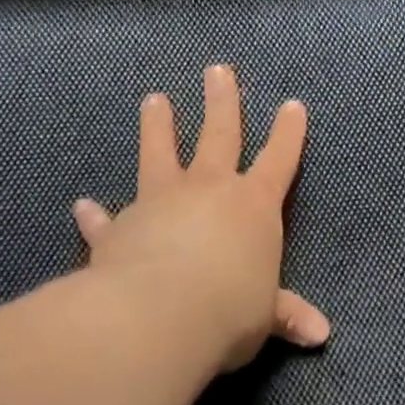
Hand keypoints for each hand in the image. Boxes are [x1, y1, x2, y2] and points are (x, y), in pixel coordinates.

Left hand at [72, 65, 329, 374]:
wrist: (157, 316)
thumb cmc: (228, 309)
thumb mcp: (265, 316)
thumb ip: (285, 314)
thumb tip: (322, 335)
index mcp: (253, 205)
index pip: (279, 160)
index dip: (288, 134)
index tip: (292, 105)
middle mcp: (208, 191)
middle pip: (219, 134)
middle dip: (222, 102)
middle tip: (217, 70)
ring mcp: (159, 203)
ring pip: (159, 154)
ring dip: (158, 127)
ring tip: (153, 100)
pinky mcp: (119, 229)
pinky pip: (106, 219)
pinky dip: (95, 215)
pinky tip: (82, 206)